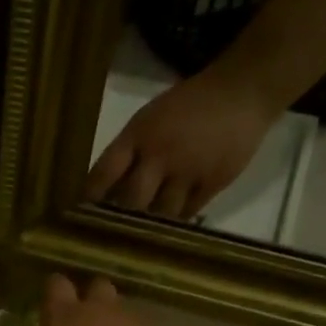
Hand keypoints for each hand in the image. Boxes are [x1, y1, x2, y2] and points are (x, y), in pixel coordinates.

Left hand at [85, 68, 281, 218]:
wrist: (243, 90)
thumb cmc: (189, 104)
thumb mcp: (149, 119)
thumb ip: (128, 150)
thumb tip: (105, 188)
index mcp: (139, 135)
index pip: (104, 173)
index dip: (91, 197)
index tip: (82, 214)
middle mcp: (160, 155)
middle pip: (132, 201)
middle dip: (121, 219)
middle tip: (113, 233)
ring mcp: (188, 171)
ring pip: (161, 213)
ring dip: (150, 225)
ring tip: (141, 235)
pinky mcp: (213, 183)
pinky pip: (187, 213)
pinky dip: (175, 220)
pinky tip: (169, 226)